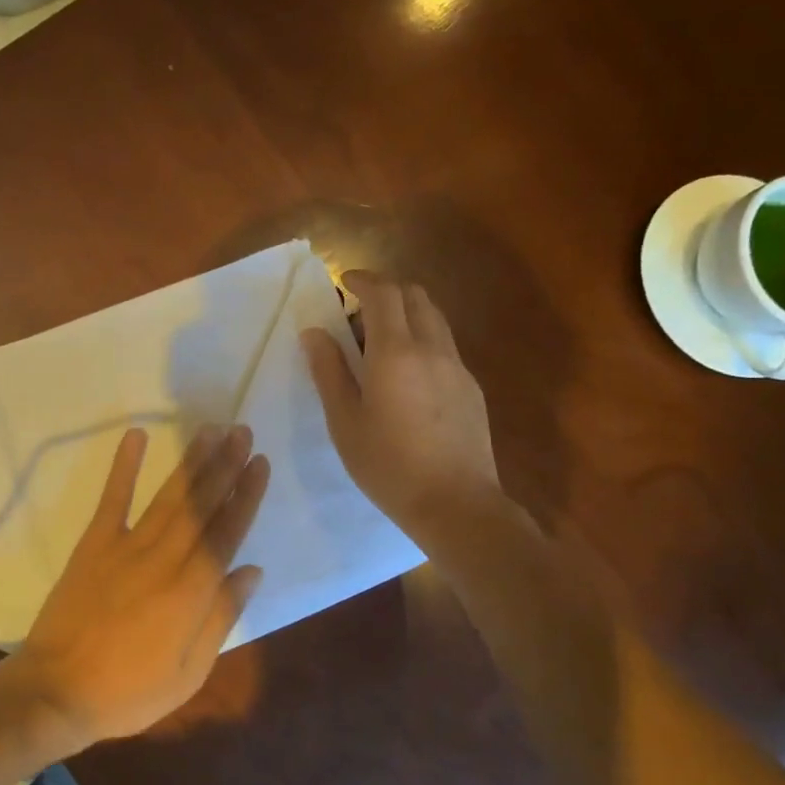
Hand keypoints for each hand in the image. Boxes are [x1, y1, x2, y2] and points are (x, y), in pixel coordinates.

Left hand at [3, 424, 270, 750]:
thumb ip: (222, 616)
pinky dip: (124, 465)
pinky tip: (137, 435)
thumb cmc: (129, 691)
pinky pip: (112, 498)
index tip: (260, 463)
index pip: (227, 533)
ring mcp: (126, 546)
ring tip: (211, 430)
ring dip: (192, 461)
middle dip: (225, 465)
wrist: (57, 691)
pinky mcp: (94, 543)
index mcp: (191, 592)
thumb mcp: (189, 671)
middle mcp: (164, 559)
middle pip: (201, 504)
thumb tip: (252, 569)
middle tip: (243, 432)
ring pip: (168, 496)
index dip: (246, 495)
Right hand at [302, 271, 499, 551]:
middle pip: (415, 296)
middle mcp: (432, 348)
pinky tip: (405, 376)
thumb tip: (314, 332)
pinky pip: (444, 346)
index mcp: (396, 352)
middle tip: (357, 312)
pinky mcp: (471, 388)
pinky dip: (421, 339)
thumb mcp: (345, 421)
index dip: (363, 279)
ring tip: (378, 343)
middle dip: (386, 291)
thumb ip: (328, 371)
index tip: (343, 282)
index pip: (384, 293)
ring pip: (434, 319)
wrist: (456, 504)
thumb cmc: (389, 465)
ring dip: (406, 314)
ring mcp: (457, 367)